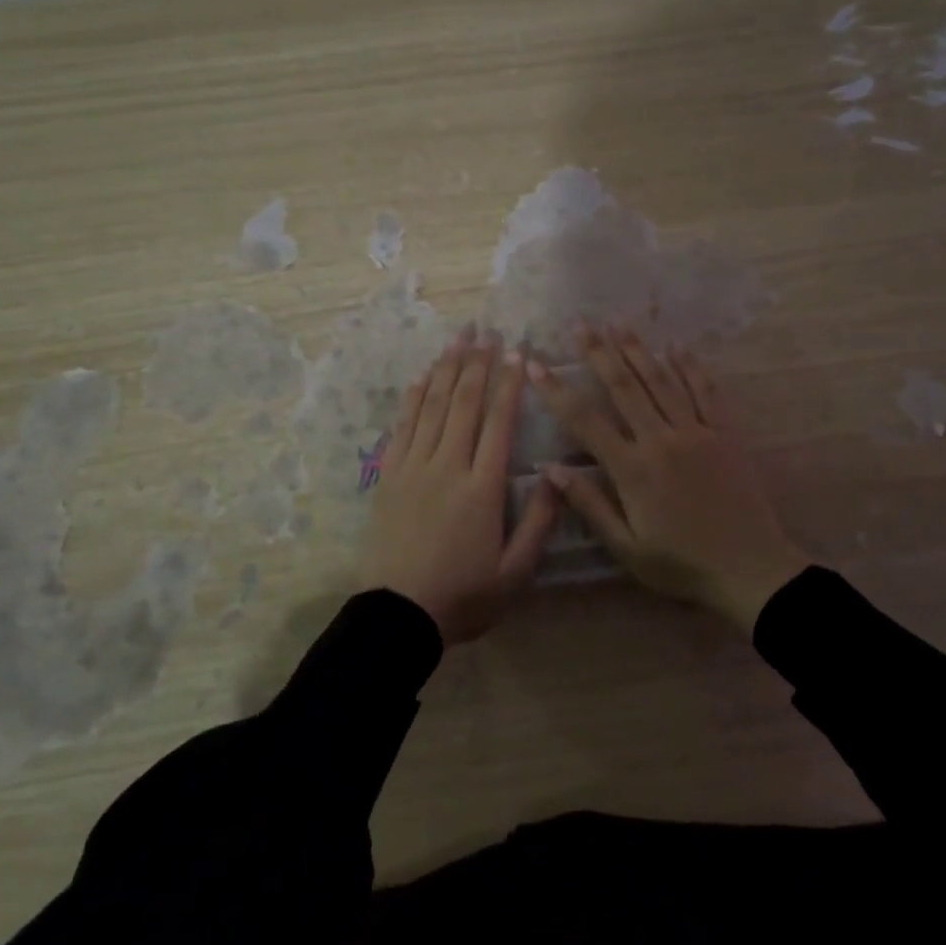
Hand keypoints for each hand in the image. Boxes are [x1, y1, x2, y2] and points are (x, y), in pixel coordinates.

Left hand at [364, 328, 559, 644]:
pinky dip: (413, 398)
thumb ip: (539, 522)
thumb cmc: (463, 596)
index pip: (499, 423)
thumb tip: (556, 474)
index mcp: (482, 488)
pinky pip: (402, 426)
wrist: (398, 614)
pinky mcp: (389, 476)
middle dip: (476, 363)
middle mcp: (448, 466)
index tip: (516, 352)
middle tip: (486, 330)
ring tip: (458, 339)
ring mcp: (413, 467)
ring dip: (446, 369)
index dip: (508, 384)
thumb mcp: (515, 572)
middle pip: (463, 403)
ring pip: (432, 406)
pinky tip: (421, 378)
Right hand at [526, 325, 803, 631]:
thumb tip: (551, 469)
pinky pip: (706, 392)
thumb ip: (589, 505)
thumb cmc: (681, 563)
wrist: (751, 569)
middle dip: (599, 353)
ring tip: (619, 323)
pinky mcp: (725, 434)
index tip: (535, 364)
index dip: (557, 391)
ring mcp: (697, 432)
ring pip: (662, 381)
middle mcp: (661, 440)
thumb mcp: (626, 547)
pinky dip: (690, 366)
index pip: (585, 421)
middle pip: (625, 387)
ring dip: (638, 350)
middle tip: (581, 324)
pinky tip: (677, 346)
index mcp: (633, 469)